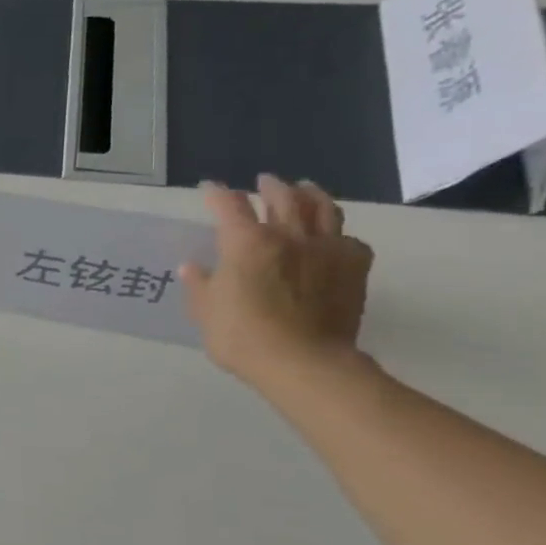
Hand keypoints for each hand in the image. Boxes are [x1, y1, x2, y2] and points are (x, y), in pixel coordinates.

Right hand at [181, 174, 373, 391]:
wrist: (304, 362)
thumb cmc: (242, 336)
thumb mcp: (206, 312)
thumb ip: (200, 285)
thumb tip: (191, 268)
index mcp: (245, 242)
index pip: (229, 205)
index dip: (218, 194)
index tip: (210, 188)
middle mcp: (287, 235)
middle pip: (282, 197)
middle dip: (270, 186)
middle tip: (264, 182)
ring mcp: (325, 248)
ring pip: (322, 208)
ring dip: (310, 194)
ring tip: (305, 190)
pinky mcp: (354, 267)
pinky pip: (349, 239)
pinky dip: (337, 233)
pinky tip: (333, 239)